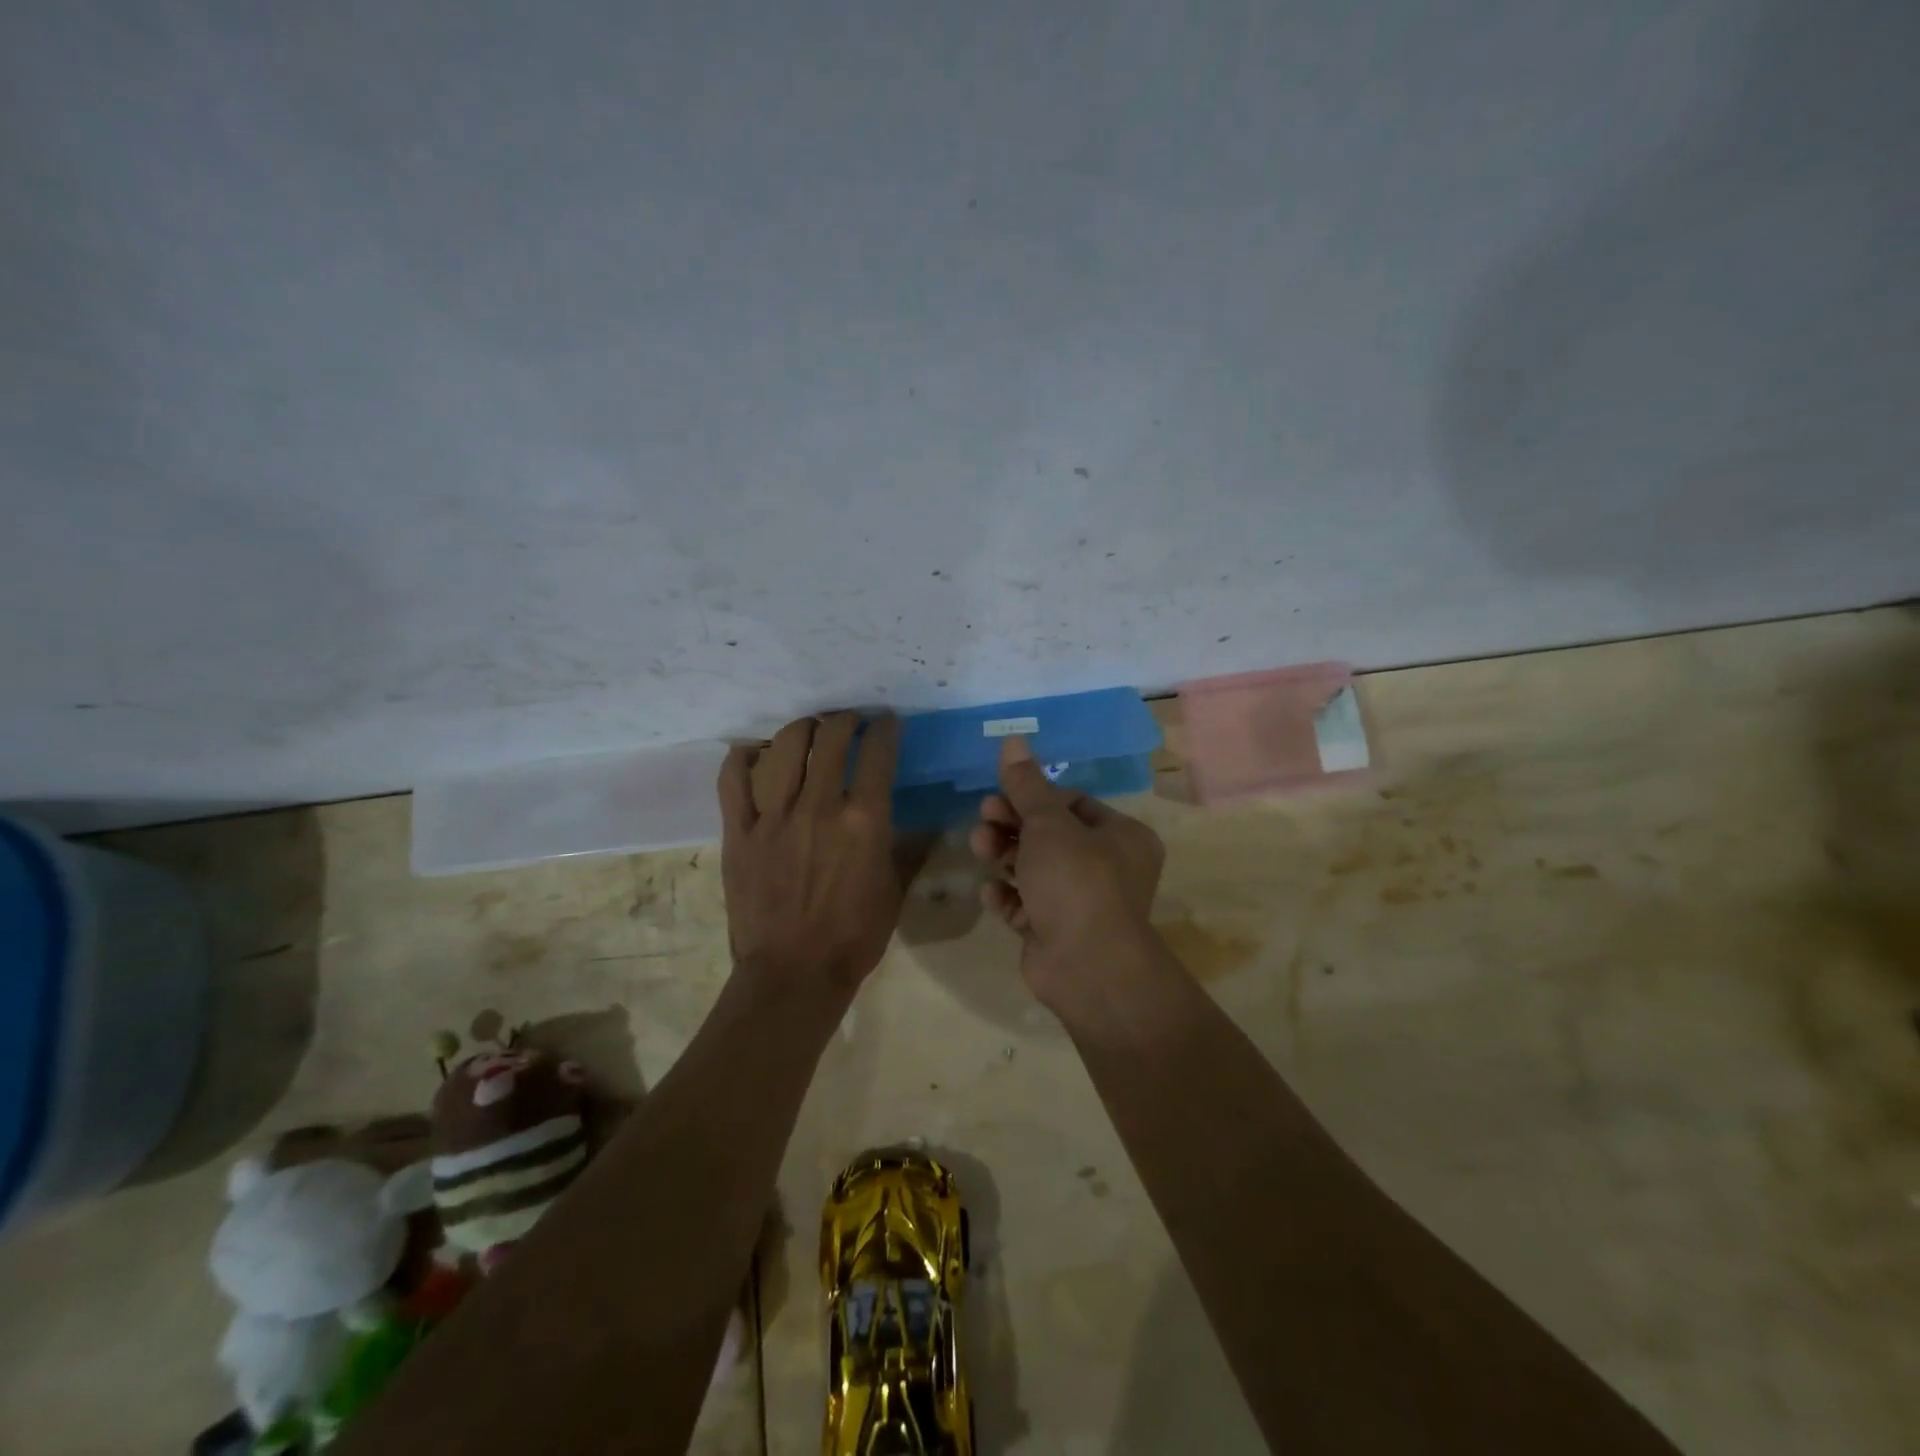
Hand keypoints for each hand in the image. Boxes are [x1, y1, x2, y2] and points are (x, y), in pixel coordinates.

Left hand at [718, 712, 909, 993]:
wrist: (794, 974)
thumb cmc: (854, 936)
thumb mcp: (895, 890)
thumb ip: (910, 849)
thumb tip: (929, 825)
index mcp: (865, 820)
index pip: (878, 752)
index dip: (885, 728)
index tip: (886, 722)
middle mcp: (820, 806)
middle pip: (831, 738)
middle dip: (845, 720)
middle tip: (849, 722)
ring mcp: (774, 817)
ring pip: (786, 747)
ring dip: (803, 728)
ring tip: (809, 730)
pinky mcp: (739, 832)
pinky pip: (733, 780)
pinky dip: (741, 758)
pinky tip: (753, 752)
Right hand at [967, 736, 1165, 1007]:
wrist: (1087, 967)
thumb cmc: (1076, 881)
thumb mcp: (1048, 824)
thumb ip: (1027, 784)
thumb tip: (1013, 740)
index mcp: (1121, 836)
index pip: (1072, 803)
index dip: (1034, 797)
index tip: (1000, 794)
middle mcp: (1107, 867)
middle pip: (1050, 835)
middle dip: (1012, 825)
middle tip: (983, 819)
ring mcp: (1081, 903)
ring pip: (1035, 869)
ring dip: (1004, 855)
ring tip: (979, 848)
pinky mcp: (1056, 931)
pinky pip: (1027, 905)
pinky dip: (1008, 897)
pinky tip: (991, 893)